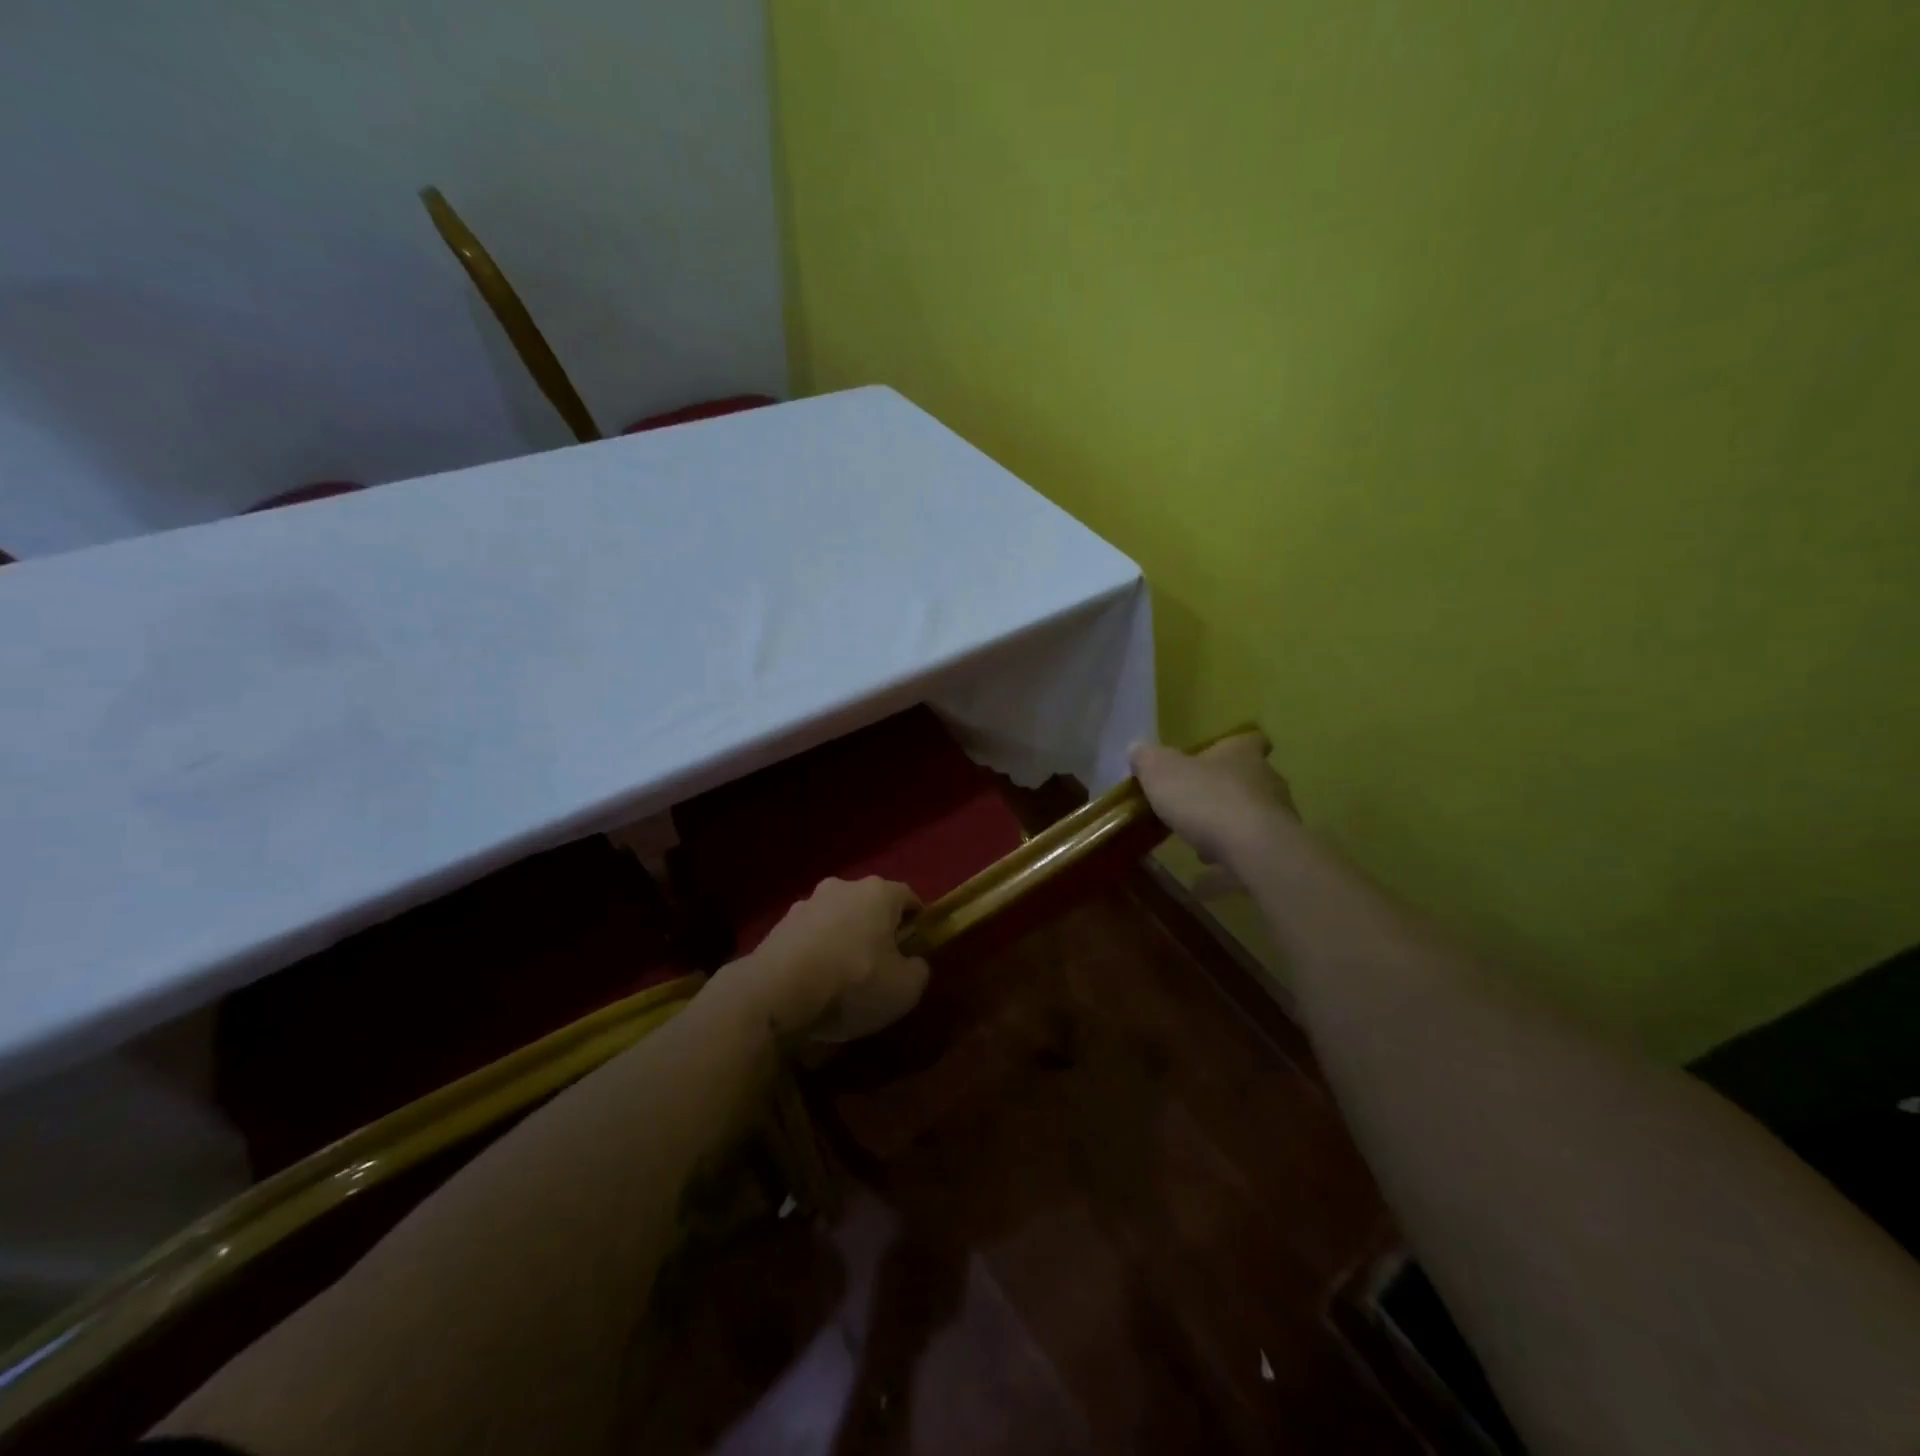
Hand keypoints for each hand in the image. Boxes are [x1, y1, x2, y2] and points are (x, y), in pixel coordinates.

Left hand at [749, 877, 930, 1041]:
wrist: (776, 993)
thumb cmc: (853, 983)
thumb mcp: (905, 989)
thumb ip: (919, 970)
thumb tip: (914, 962)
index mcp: (878, 892)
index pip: (908, 898)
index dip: (917, 923)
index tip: (916, 950)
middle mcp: (842, 887)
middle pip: (870, 905)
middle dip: (877, 930)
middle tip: (881, 965)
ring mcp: (806, 903)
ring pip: (837, 919)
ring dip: (844, 939)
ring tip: (843, 978)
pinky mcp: (779, 925)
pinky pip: (810, 936)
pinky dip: (817, 952)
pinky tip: (814, 983)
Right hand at [1130, 732, 1296, 872]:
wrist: (1254, 850)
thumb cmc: (1206, 799)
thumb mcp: (1161, 772)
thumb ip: (1148, 759)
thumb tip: (1137, 748)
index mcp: (1241, 754)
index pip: (1250, 740)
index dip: (1233, 748)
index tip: (1216, 759)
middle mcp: (1267, 781)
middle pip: (1250, 781)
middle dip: (1225, 794)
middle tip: (1196, 808)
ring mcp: (1277, 819)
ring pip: (1252, 820)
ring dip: (1229, 832)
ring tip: (1200, 850)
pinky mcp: (1278, 854)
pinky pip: (1248, 860)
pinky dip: (1228, 871)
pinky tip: (1203, 886)